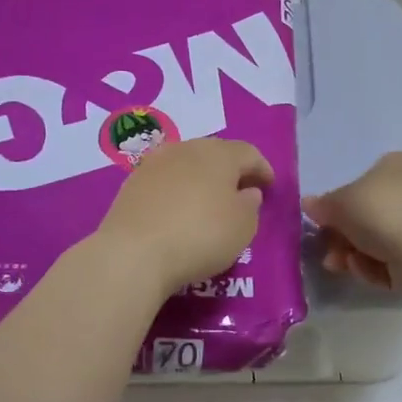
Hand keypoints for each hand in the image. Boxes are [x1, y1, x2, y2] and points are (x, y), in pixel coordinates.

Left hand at [92, 137, 274, 293]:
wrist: (133, 252)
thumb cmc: (200, 236)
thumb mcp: (243, 227)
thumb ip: (250, 205)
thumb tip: (246, 192)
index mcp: (219, 154)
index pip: (249, 153)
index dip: (263, 169)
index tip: (269, 187)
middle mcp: (186, 149)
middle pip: (216, 153)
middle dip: (231, 170)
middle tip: (242, 192)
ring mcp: (155, 163)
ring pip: (188, 164)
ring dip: (202, 179)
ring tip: (209, 202)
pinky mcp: (132, 183)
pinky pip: (165, 181)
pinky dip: (178, 191)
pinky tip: (179, 210)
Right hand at [303, 152, 401, 291]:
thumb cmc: (382, 212)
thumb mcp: (340, 203)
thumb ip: (323, 205)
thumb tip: (308, 203)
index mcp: (398, 164)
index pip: (363, 182)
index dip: (340, 205)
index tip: (323, 224)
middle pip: (370, 215)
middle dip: (344, 237)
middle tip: (328, 252)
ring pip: (380, 240)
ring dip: (354, 254)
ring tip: (340, 265)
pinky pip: (396, 258)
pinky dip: (378, 266)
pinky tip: (369, 271)